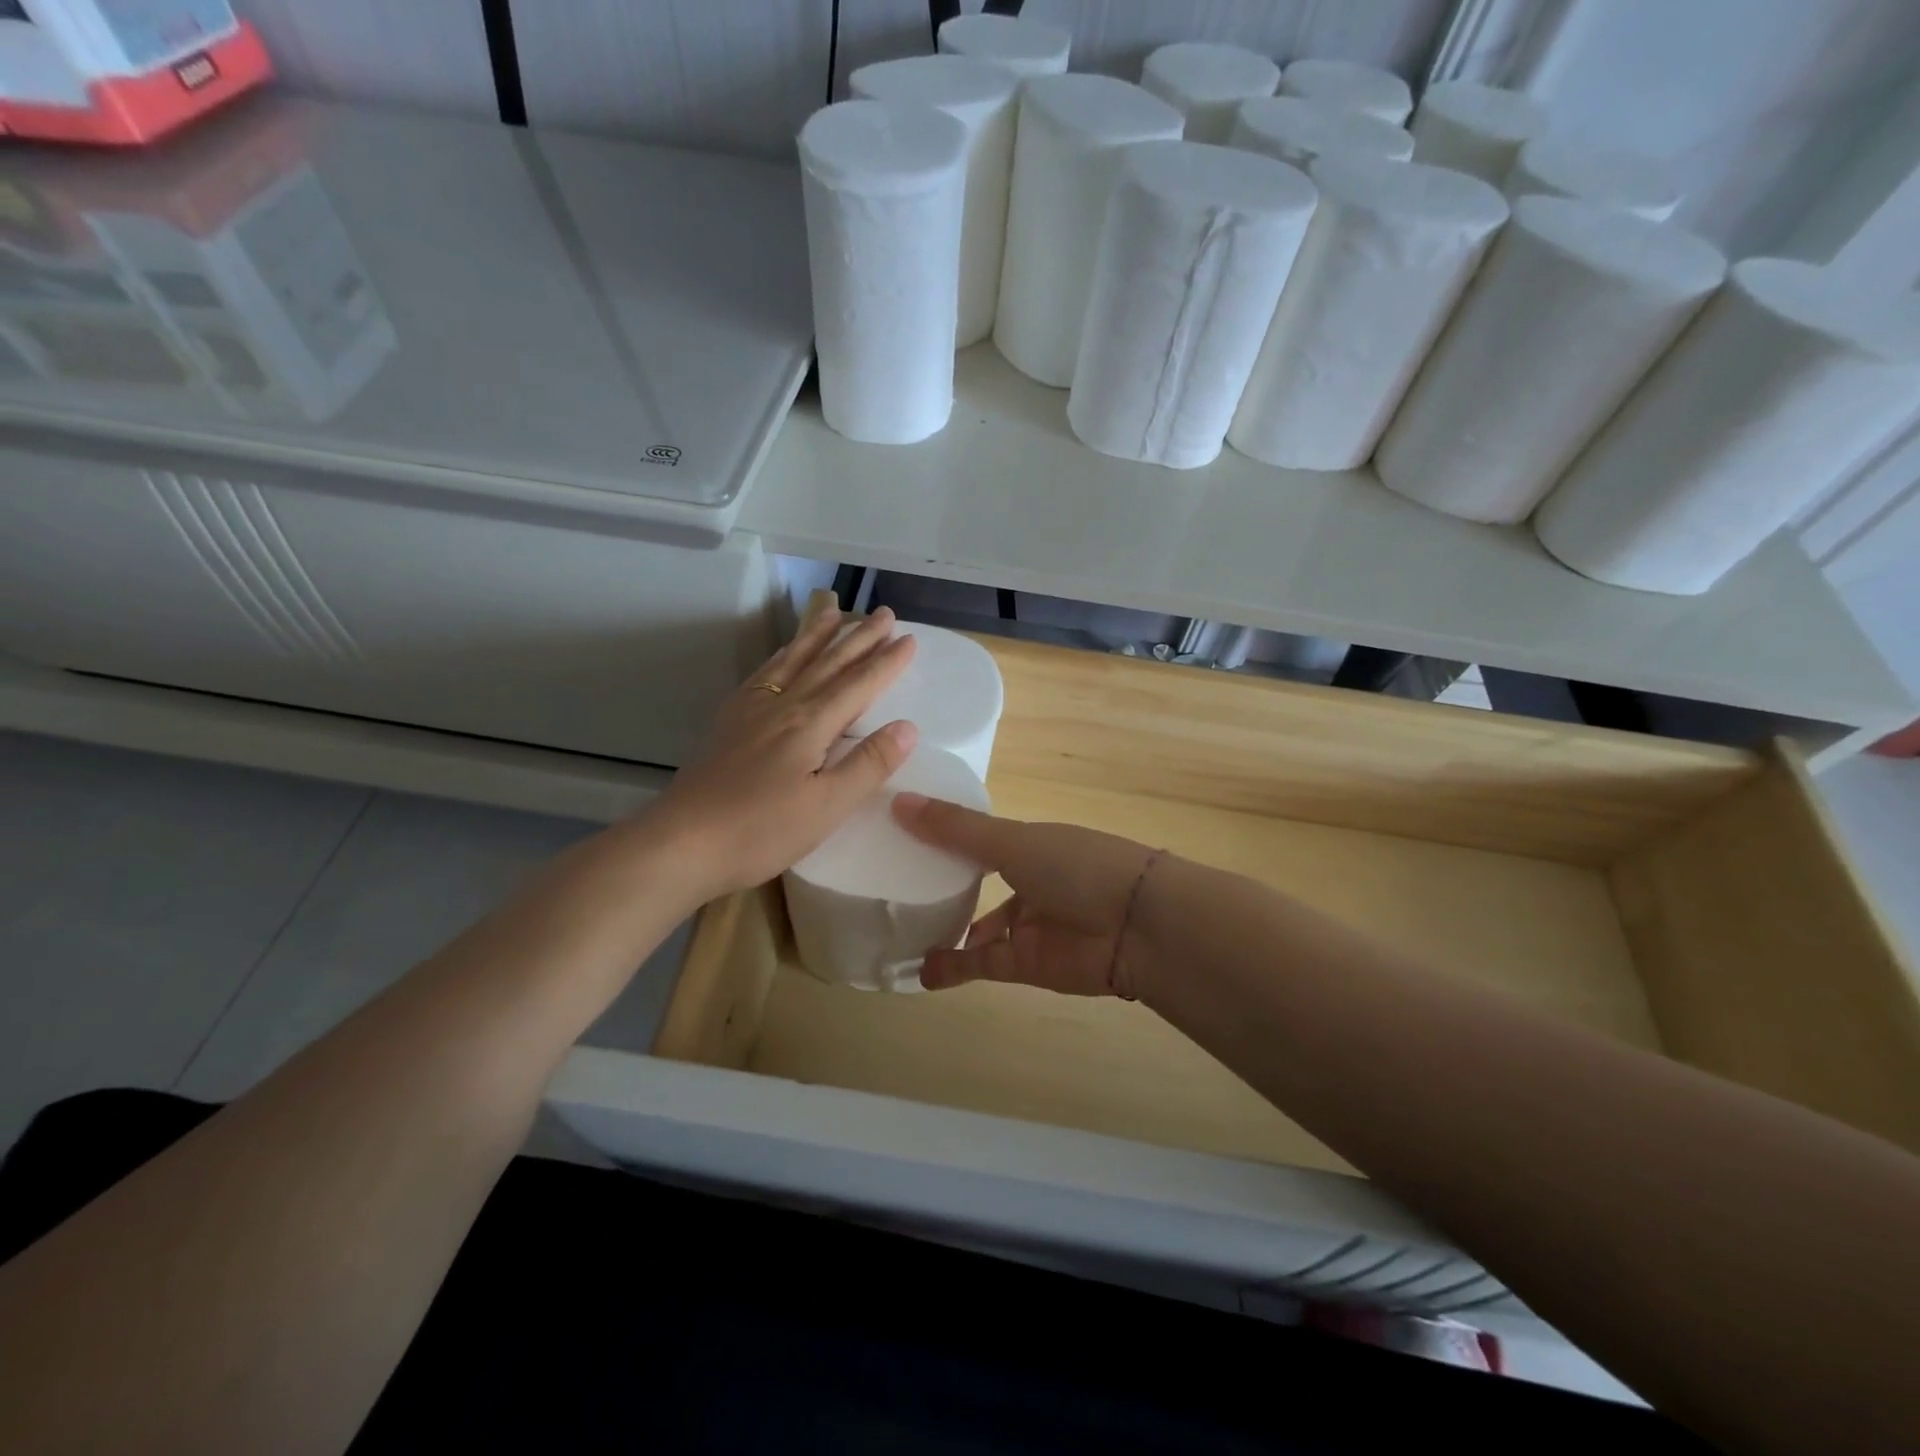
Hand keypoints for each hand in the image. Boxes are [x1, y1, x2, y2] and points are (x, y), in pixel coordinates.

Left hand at [645, 606, 917, 899]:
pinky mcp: (729, 723)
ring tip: (833, 613)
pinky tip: (781, 656)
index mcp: (810, 724)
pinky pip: (762, 675)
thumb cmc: (761, 830)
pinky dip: (780, 657)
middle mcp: (782, 706)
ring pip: (792, 661)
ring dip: (817, 636)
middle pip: (827, 663)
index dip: (886, 662)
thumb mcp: (827, 807)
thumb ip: (868, 765)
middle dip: (859, 638)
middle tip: (884, 614)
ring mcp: (751, 711)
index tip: (910, 639)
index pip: (858, 685)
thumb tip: (907, 728)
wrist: (682, 842)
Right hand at [892, 794, 1159, 996]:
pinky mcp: (1028, 965)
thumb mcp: (1012, 841)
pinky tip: (921, 970)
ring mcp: (1030, 925)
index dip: (945, 837)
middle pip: (979, 883)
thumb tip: (898, 800)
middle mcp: (1030, 880)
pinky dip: (954, 968)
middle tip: (894, 889)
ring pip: (980, 928)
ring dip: (947, 931)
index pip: (980, 839)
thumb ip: (956, 829)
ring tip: (900, 932)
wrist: (1138, 926)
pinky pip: (983, 964)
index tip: (900, 836)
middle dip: (944, 887)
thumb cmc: (1075, 866)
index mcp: (1030, 843)